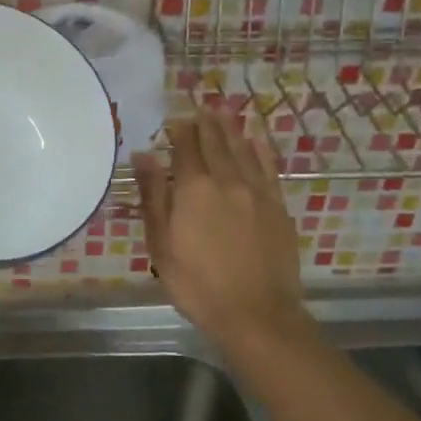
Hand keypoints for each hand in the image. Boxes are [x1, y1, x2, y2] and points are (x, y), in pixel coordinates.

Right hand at [133, 108, 304, 348]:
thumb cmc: (197, 284)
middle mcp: (226, 180)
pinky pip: (269, 168)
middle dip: (206, 123)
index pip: (185, 148)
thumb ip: (153, 196)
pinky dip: (262, 150)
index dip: (180, 131)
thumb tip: (143, 155)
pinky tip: (257, 140)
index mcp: (193, 189)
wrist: (256, 314)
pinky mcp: (278, 207)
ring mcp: (256, 192)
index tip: (176, 118)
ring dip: (231, 129)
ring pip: (243, 150)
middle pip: (215, 143)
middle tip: (202, 106)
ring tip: (224, 112)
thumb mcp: (161, 244)